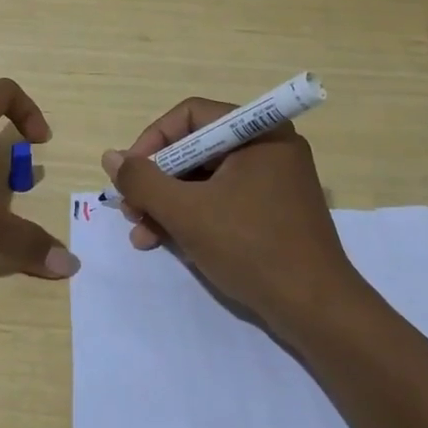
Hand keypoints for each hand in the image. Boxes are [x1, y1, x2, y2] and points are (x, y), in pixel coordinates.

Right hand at [102, 98, 359, 327]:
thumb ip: (143, 181)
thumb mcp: (187, 213)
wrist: (317, 310)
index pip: (190, 116)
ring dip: (169, 204)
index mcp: (258, 132)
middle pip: (196, 149)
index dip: (152, 141)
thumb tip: (111, 157)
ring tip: (143, 235)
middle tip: (131, 210)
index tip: (129, 175)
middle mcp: (268, 147)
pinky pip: (224, 200)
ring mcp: (274, 180)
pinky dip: (194, 216)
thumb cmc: (251, 248)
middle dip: (157, 181)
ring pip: (206, 179)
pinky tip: (168, 242)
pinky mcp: (274, 211)